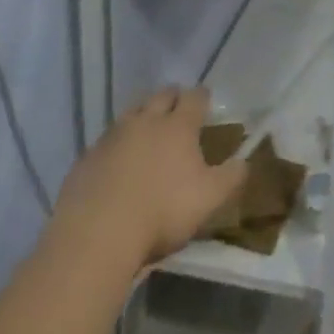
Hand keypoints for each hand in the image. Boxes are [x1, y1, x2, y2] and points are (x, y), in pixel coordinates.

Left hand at [48, 86, 246, 269]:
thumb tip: (246, 160)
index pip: (194, 97)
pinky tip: (116, 163)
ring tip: (147, 132)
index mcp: (178, 126)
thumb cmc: (162, 213)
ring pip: (131, 113)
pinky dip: (116, 145)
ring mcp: (112, 137)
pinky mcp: (86, 158)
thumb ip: (232, 177)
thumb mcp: (210, 199)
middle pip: (161, 96)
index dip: (202, 97)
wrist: (96, 237)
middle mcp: (146, 120)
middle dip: (172, 98)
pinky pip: (106, 141)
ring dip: (142, 116)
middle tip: (177, 110)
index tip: (206, 102)